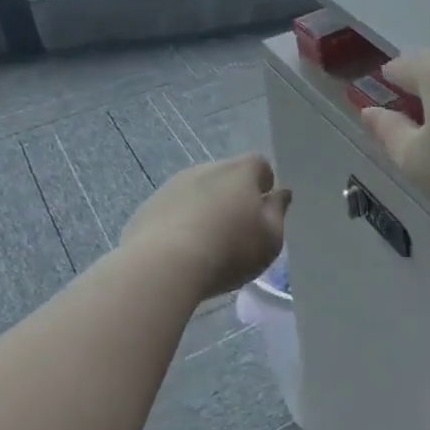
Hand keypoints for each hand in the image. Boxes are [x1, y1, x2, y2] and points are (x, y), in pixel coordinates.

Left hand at [120, 154, 291, 301]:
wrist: (164, 265)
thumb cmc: (230, 250)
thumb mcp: (270, 239)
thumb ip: (278, 212)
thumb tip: (281, 193)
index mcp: (240, 172)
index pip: (259, 164)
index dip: (264, 183)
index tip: (263, 208)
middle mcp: (206, 169)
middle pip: (226, 176)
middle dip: (233, 195)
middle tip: (237, 228)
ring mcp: (173, 185)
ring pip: (197, 191)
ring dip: (204, 207)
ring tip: (206, 242)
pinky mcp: (148, 207)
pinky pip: (172, 209)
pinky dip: (179, 222)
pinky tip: (180, 250)